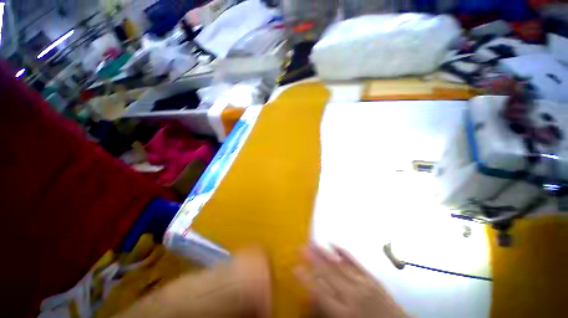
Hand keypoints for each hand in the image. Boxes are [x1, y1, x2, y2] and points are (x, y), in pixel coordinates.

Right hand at [295, 245, 406, 317]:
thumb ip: (326, 311)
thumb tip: (311, 298)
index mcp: (344, 313)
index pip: (320, 293)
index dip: (306, 279)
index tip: (295, 267)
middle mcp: (353, 296)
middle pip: (328, 274)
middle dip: (313, 259)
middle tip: (301, 247)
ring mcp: (364, 285)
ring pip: (340, 265)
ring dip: (324, 252)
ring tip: (313, 241)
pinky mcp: (373, 279)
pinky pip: (356, 263)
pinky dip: (344, 253)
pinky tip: (335, 245)